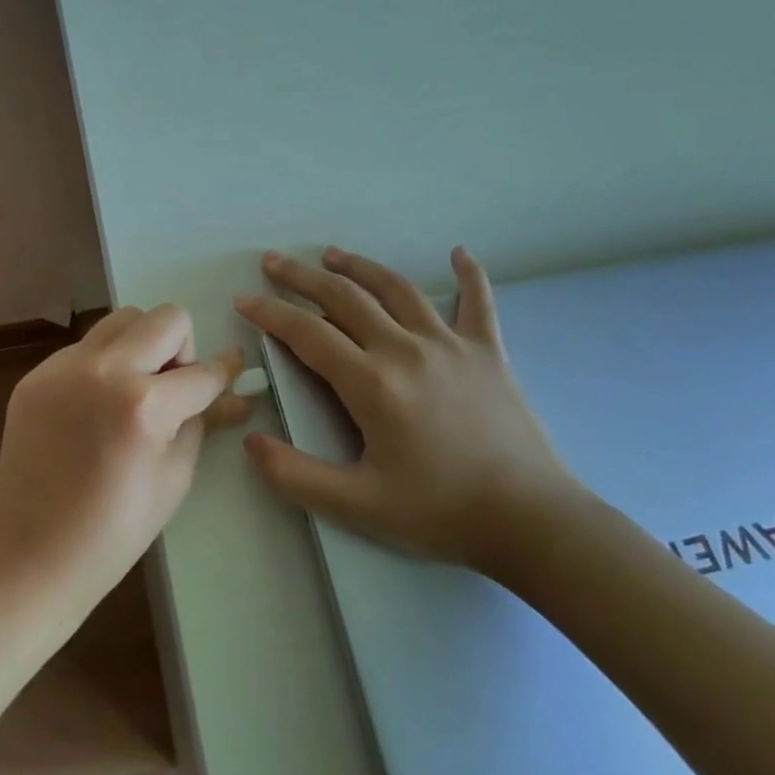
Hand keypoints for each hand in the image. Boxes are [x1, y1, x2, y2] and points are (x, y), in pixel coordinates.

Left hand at [0, 306, 250, 619]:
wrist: (30, 558)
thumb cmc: (113, 534)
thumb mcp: (174, 480)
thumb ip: (203, 422)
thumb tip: (234, 394)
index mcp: (143, 405)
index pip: (202, 371)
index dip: (225, 371)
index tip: (234, 367)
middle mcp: (102, 370)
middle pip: (164, 317)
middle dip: (181, 348)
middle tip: (171, 389)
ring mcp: (61, 368)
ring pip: (120, 321)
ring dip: (140, 346)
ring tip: (132, 394)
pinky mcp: (34, 376)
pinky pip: (84, 348)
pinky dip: (102, 365)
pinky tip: (94, 409)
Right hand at [235, 245, 581, 576]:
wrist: (531, 520)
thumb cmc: (439, 512)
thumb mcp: (357, 506)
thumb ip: (295, 475)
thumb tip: (250, 440)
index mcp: (371, 382)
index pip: (307, 333)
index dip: (270, 313)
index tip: (243, 300)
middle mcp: (405, 349)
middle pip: (344, 297)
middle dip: (302, 277)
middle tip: (272, 261)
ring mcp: (450, 344)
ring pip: (396, 289)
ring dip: (359, 266)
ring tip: (333, 254)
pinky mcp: (488, 351)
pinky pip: (478, 302)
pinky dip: (469, 275)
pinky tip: (458, 253)